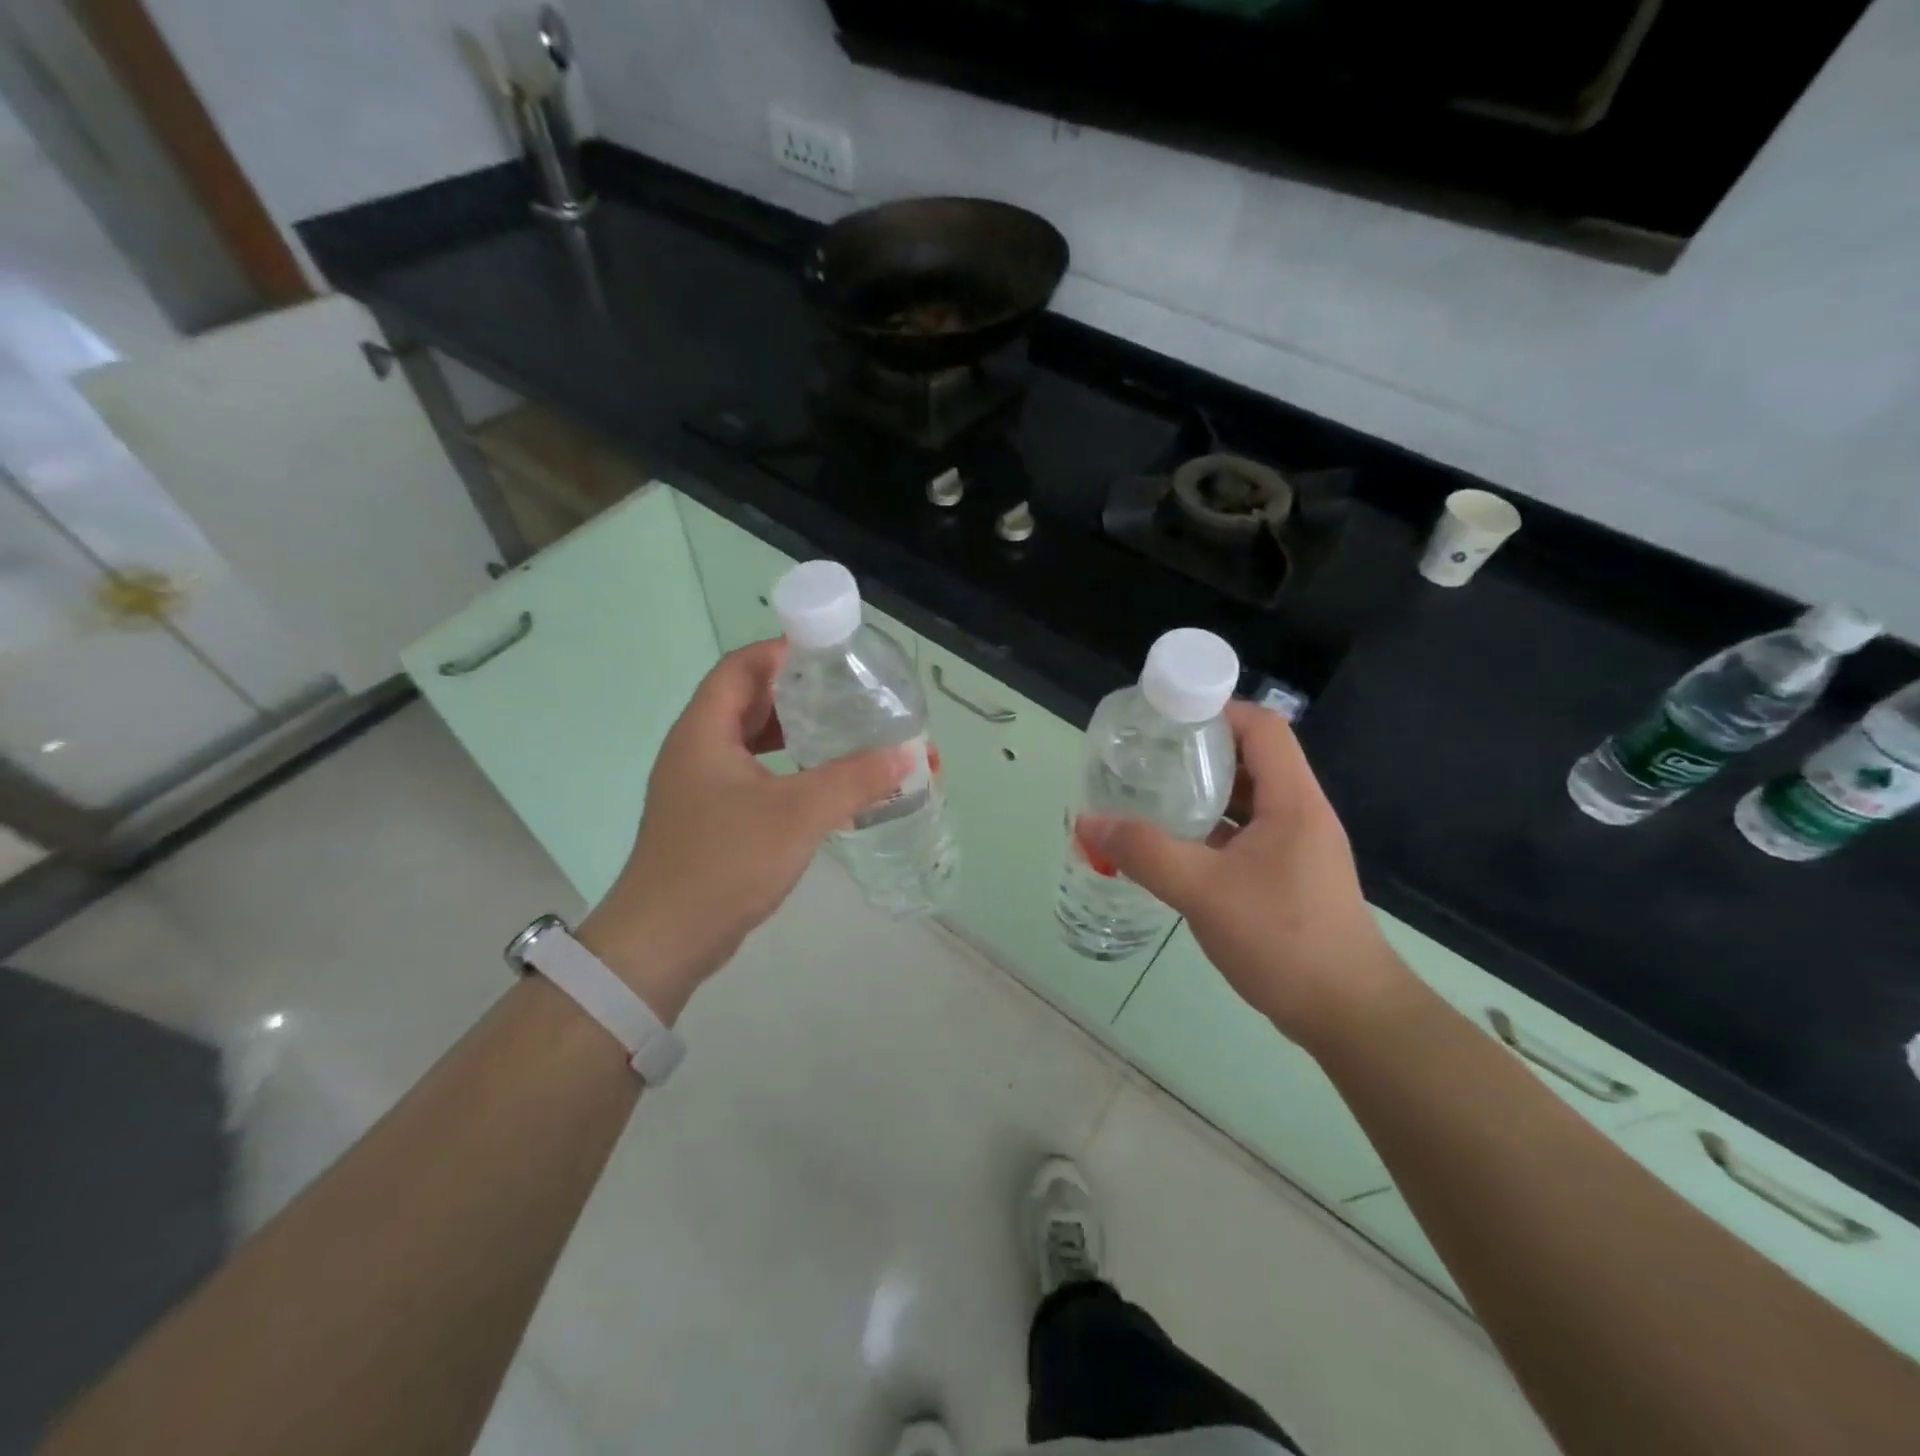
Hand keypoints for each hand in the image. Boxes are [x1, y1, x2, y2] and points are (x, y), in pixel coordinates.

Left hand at [577, 640, 907, 1022]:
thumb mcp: (796, 815)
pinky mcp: (709, 817)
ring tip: (840, 732)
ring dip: (793, 732)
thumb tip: (908, 754)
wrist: (664, 941)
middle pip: (746, 700)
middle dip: (796, 691)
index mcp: (704, 731)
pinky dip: (785, 768)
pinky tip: (819, 784)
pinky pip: (751, 774)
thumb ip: (854, 780)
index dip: (782, 650)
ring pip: (750, 740)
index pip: (741, 666)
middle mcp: (696, 749)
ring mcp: (699, 785)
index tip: (832, 654)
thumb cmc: (724, 864)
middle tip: (847, 693)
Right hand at [1078, 701, 1413, 1051]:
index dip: (1218, 710)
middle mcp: (1299, 814)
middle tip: (1148, 755)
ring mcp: (1296, 848)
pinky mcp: (1288, 877)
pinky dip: (1211, 830)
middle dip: (1200, 751)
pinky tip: (1174, 845)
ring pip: (1247, 801)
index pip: (1262, 728)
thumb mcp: (1203, 891)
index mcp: (1292, 801)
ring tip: (1153, 794)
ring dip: (1203, 793)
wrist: (1349, 1014)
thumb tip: (1088, 822)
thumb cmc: (1283, 939)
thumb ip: (1144, 852)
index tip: (1167, 717)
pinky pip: (1245, 836)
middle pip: (1252, 759)